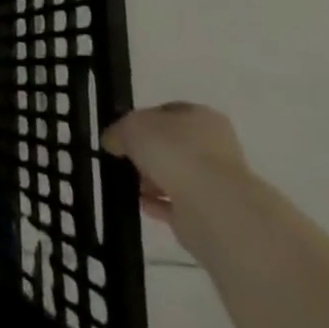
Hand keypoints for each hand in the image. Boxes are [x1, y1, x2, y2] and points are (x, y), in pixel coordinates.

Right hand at [102, 102, 252, 240]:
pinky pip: (178, 205)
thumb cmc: (173, 151)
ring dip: (152, 180)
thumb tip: (113, 142)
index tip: (122, 134)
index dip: (141, 121)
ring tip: (130, 185)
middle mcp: (213, 146)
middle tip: (124, 160)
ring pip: (175, 176)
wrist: (212, 207)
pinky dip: (159, 204)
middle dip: (147, 154)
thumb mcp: (131, 126)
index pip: (167, 113)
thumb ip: (118, 131)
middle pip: (172, 146)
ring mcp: (215, 183)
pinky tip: (141, 204)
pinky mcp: (211, 215)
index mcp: (201, 116)